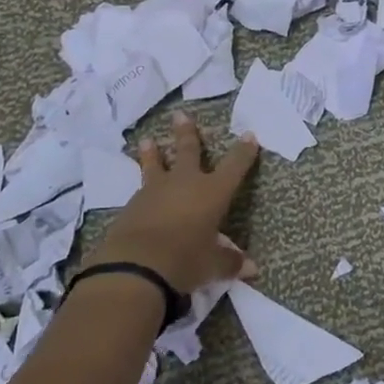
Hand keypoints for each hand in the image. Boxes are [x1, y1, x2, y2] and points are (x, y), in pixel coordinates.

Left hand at [84, 113, 260, 292]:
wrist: (135, 266)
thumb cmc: (185, 260)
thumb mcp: (212, 265)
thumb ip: (229, 262)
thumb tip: (251, 269)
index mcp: (212, 192)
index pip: (234, 166)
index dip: (243, 151)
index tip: (249, 135)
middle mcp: (185, 183)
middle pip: (188, 151)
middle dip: (187, 133)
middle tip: (181, 115)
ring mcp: (155, 191)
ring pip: (155, 165)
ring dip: (153, 152)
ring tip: (147, 140)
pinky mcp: (132, 205)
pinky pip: (140, 190)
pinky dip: (142, 187)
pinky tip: (140, 192)